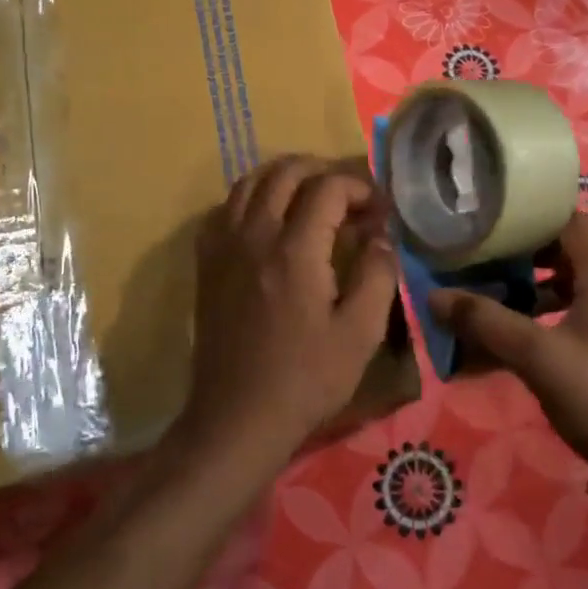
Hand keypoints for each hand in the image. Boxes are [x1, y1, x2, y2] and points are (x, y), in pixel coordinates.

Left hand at [185, 156, 400, 463]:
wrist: (238, 417)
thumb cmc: (306, 380)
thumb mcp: (361, 334)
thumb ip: (377, 275)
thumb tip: (380, 236)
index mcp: (295, 250)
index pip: (328, 188)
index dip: (360, 188)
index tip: (379, 212)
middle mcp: (254, 236)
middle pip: (284, 172)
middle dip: (323, 171)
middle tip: (350, 196)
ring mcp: (224, 248)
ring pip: (249, 182)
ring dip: (285, 177)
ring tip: (312, 197)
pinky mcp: (207, 264)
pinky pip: (225, 209)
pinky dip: (251, 199)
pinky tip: (269, 220)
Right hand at [430, 214, 587, 480]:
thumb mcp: (538, 358)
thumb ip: (486, 323)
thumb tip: (433, 296)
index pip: (566, 221)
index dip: (527, 216)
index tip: (485, 221)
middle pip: (561, 253)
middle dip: (517, 256)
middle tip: (475, 260)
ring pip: (564, 287)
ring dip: (525, 289)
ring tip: (484, 297)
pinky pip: (570, 315)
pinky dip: (540, 317)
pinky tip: (510, 339)